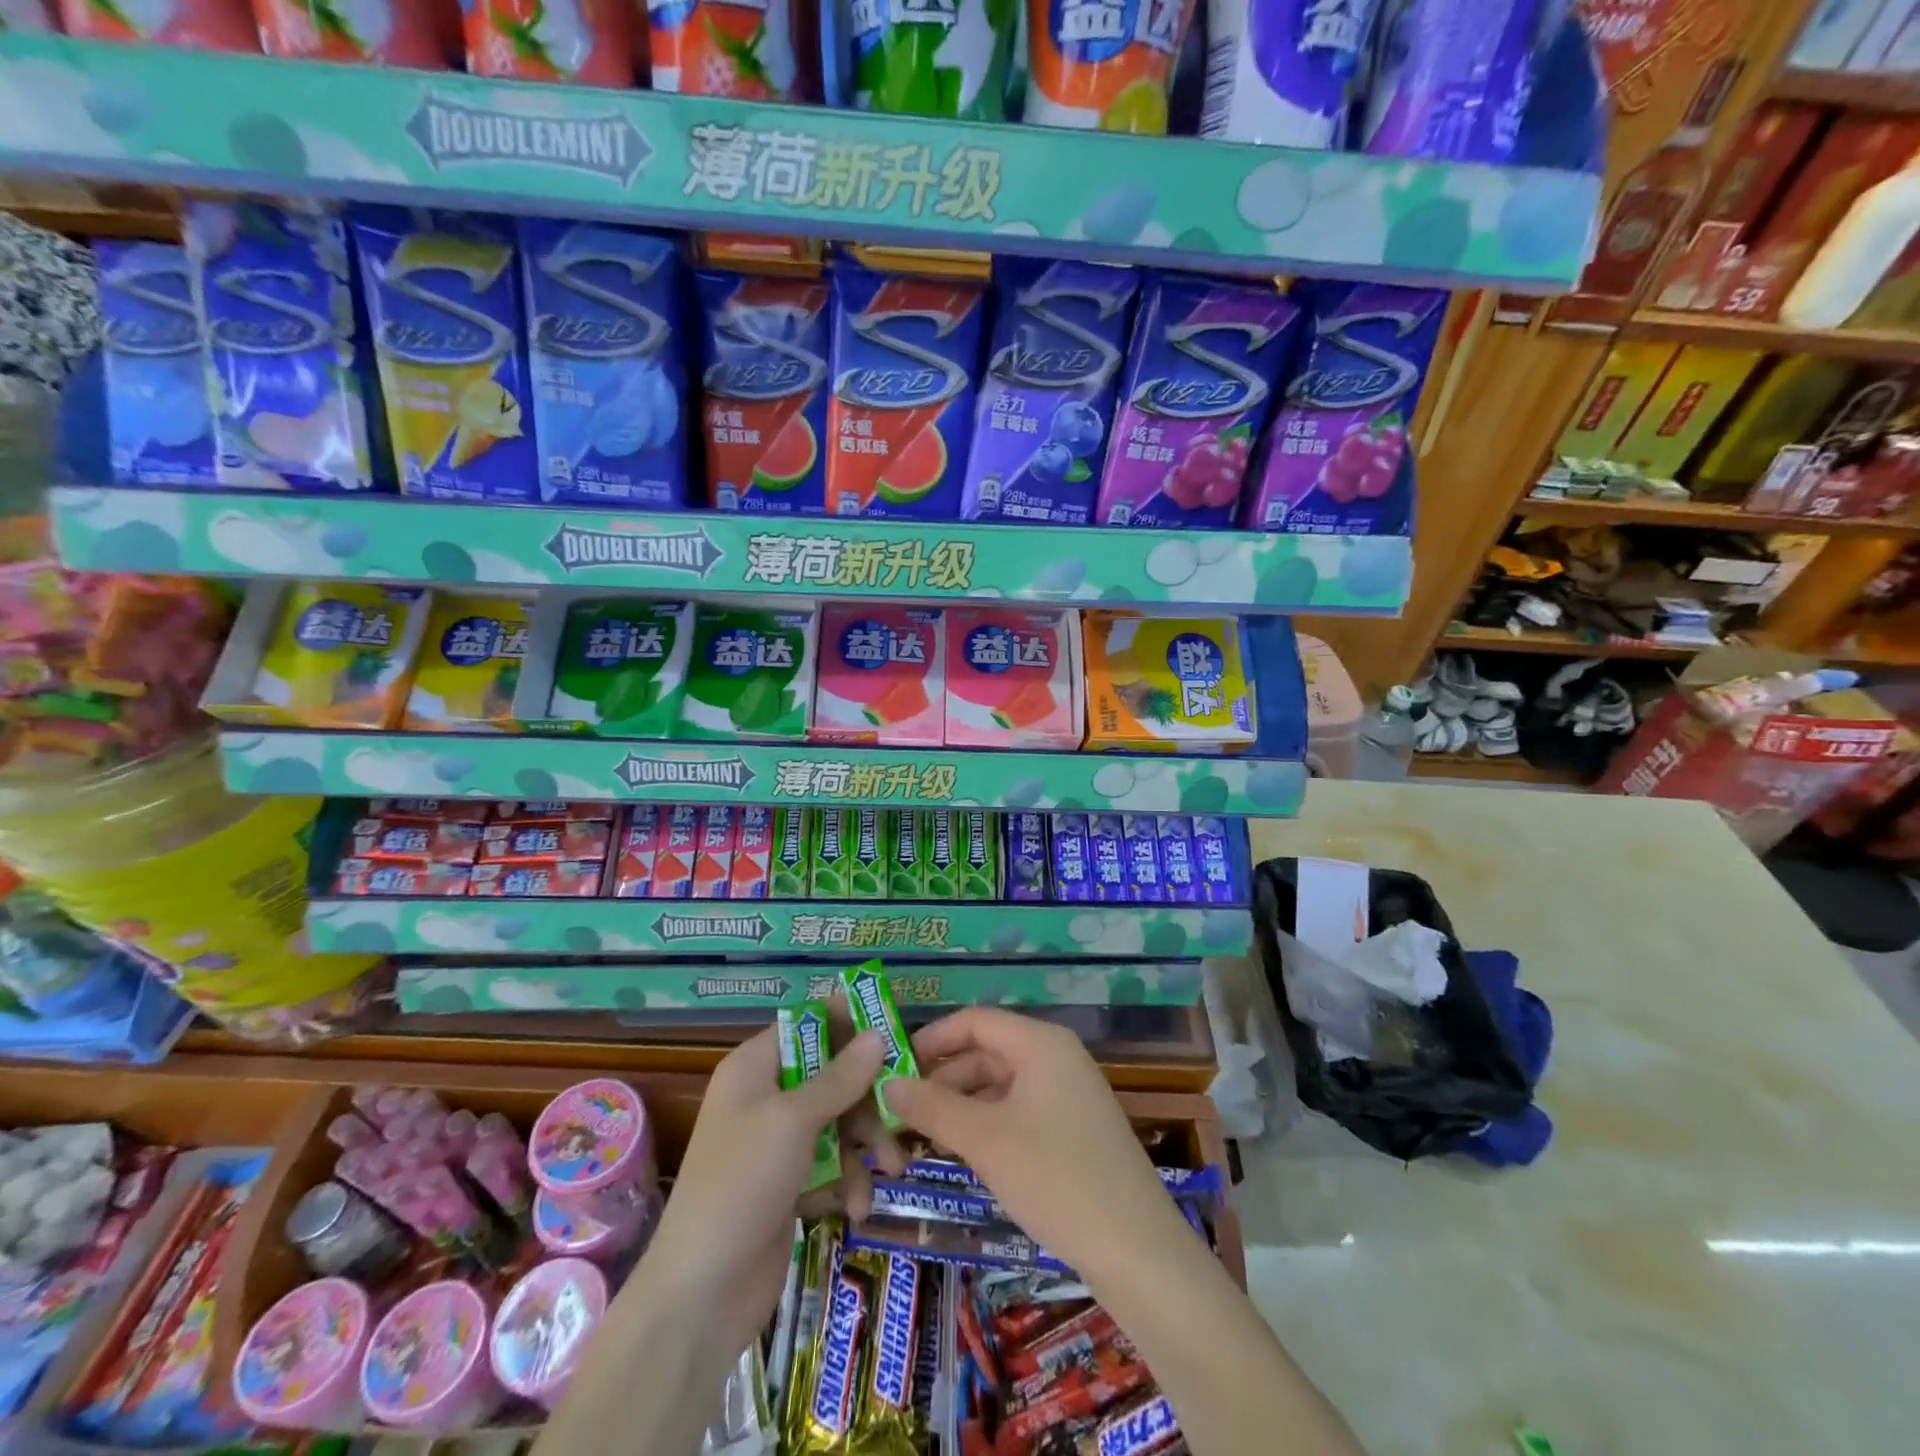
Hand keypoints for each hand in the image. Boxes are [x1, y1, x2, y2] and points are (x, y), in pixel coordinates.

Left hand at [633, 1022, 902, 1363]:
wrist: (700, 1296)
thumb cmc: (741, 1184)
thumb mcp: (793, 1121)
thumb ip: (839, 1077)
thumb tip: (877, 1034)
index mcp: (754, 1068)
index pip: (807, 1024)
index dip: (848, 1020)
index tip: (893, 1025)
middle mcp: (765, 1097)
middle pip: (831, 1074)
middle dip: (868, 1096)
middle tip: (903, 1111)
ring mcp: (776, 1144)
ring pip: (838, 1120)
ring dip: (866, 1143)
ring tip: (893, 1167)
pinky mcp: (789, 1184)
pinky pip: (831, 1163)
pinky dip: (848, 1180)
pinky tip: (857, 1206)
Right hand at [883, 1008, 1191, 1284]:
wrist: (1137, 1250)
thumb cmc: (1056, 1178)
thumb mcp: (985, 1140)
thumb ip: (933, 1107)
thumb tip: (887, 1084)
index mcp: (1040, 1043)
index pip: (975, 1021)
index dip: (932, 1039)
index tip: (893, 1068)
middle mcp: (1055, 1058)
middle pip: (985, 1053)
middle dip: (942, 1080)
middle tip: (900, 1115)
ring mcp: (1067, 1094)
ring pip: (999, 1086)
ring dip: (960, 1107)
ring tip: (920, 1139)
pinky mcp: (1072, 1129)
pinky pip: (1017, 1111)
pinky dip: (985, 1126)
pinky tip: (961, 1153)